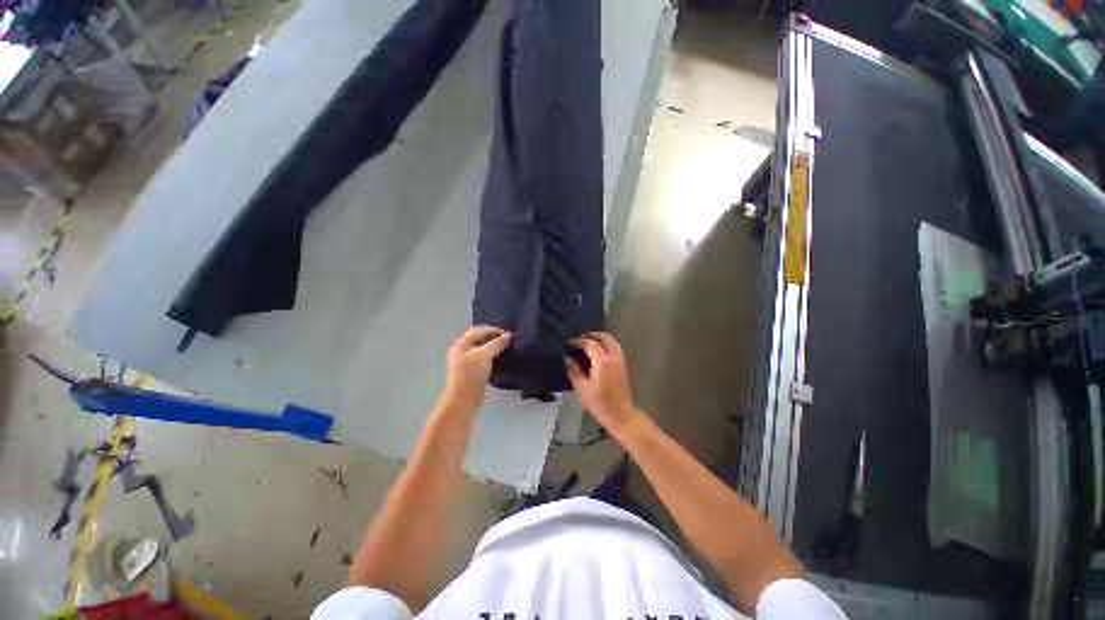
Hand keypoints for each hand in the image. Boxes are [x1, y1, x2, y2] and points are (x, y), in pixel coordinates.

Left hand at [443, 326, 510, 409]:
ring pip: (482, 349)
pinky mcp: (473, 371)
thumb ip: (497, 343)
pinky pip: (484, 358)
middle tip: (507, 339)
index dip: (492, 330)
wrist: (465, 398)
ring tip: (507, 347)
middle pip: (479, 339)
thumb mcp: (484, 355)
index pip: (478, 331)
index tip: (507, 334)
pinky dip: (493, 355)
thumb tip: (509, 335)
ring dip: (494, 347)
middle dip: (493, 337)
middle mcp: (462, 351)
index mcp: (461, 344)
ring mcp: (467, 361)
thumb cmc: (472, 373)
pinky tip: (502, 357)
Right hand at [566, 332, 640, 430]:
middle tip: (579, 339)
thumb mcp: (582, 388)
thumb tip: (568, 359)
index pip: (590, 344)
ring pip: (611, 341)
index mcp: (603, 361)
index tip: (568, 343)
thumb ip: (574, 371)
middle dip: (591, 335)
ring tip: (587, 343)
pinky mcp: (622, 365)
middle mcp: (613, 357)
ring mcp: (620, 360)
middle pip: (604, 337)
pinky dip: (605, 344)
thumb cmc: (600, 403)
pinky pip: (614, 347)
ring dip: (599, 338)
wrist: (621, 415)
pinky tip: (596, 352)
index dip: (578, 341)